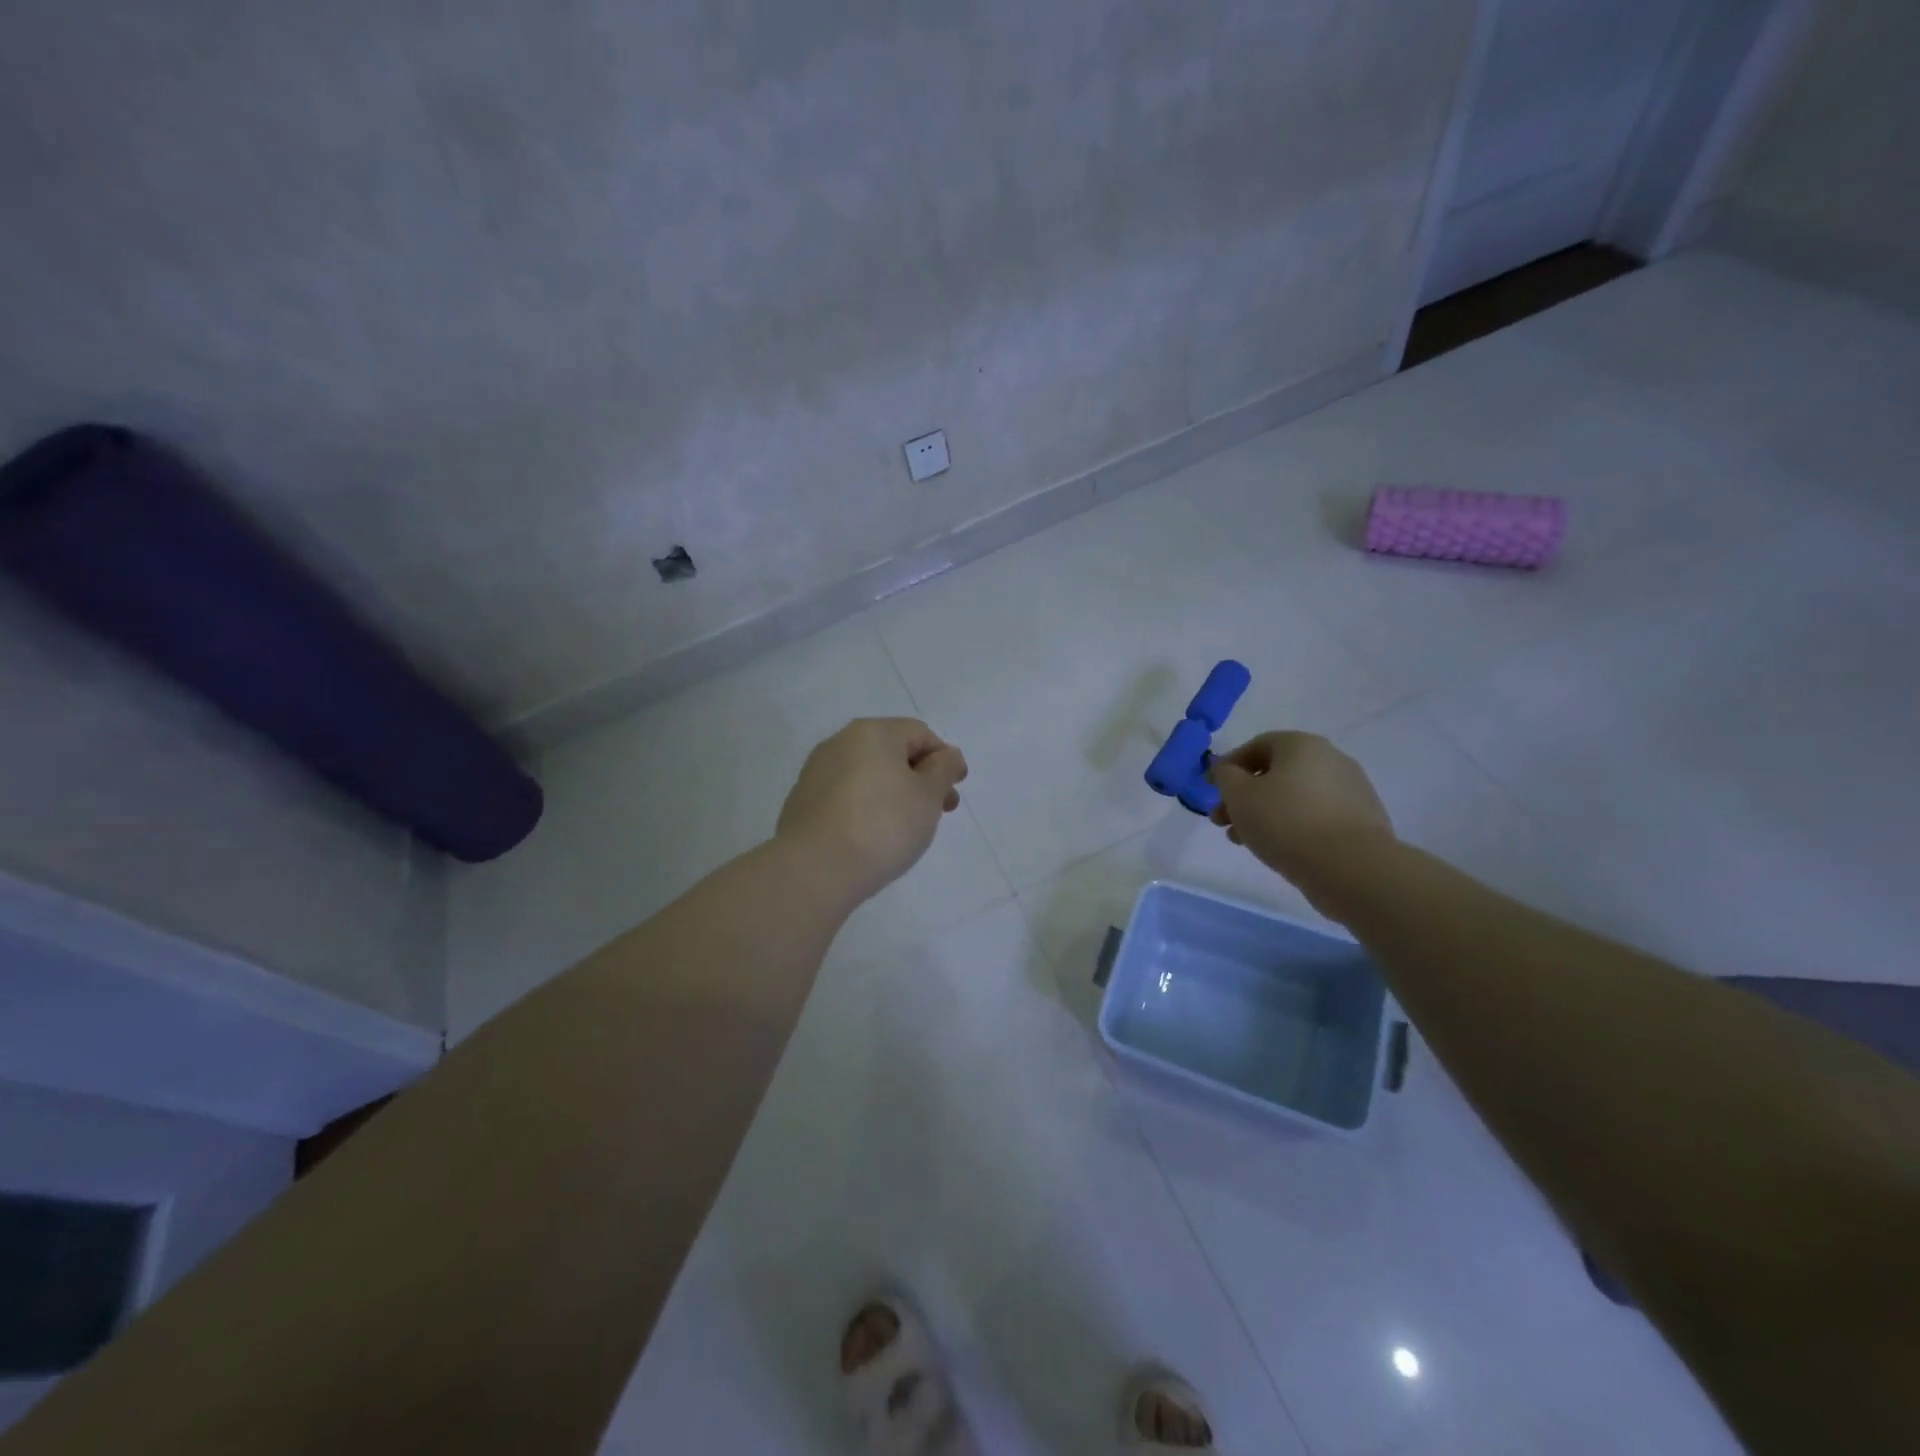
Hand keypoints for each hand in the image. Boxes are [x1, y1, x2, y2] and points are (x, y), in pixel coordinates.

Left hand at [776, 718, 968, 902]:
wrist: (815, 868)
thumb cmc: (883, 825)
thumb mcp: (928, 796)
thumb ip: (943, 770)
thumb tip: (948, 755)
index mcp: (872, 732)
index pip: (920, 733)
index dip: (944, 759)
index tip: (954, 793)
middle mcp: (840, 742)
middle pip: (892, 752)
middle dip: (920, 779)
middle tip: (937, 813)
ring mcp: (816, 772)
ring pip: (867, 775)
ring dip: (893, 793)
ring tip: (905, 829)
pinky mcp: (802, 801)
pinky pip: (845, 796)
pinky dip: (865, 808)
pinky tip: (872, 837)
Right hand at [1209, 731, 1393, 888]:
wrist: (1350, 867)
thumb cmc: (1285, 822)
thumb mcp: (1239, 795)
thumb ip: (1225, 776)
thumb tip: (1228, 770)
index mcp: (1301, 745)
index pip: (1256, 746)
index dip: (1228, 767)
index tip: (1211, 791)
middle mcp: (1331, 758)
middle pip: (1275, 773)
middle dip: (1244, 796)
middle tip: (1223, 822)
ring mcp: (1351, 789)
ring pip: (1294, 796)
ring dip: (1265, 813)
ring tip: (1245, 841)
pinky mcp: (1362, 820)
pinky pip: (1316, 816)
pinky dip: (1293, 826)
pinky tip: (1279, 848)